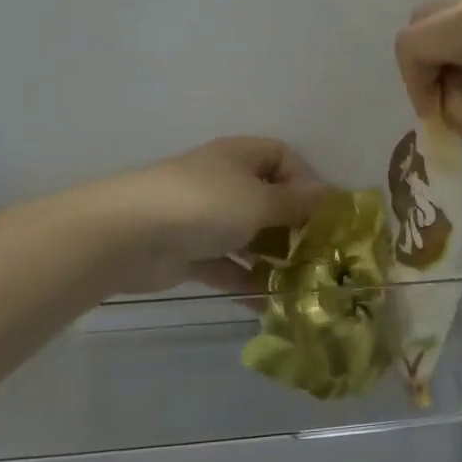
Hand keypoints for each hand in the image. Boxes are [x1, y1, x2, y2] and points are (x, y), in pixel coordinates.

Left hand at [99, 136, 323, 293]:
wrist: (131, 235)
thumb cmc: (205, 204)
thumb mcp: (260, 200)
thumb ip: (296, 203)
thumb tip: (330, 195)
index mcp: (240, 157)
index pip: (282, 157)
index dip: (305, 181)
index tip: (321, 213)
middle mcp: (224, 182)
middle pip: (268, 199)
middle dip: (293, 227)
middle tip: (317, 255)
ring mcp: (204, 219)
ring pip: (248, 236)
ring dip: (272, 258)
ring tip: (300, 284)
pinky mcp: (190, 253)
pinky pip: (226, 265)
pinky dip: (245, 281)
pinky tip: (268, 303)